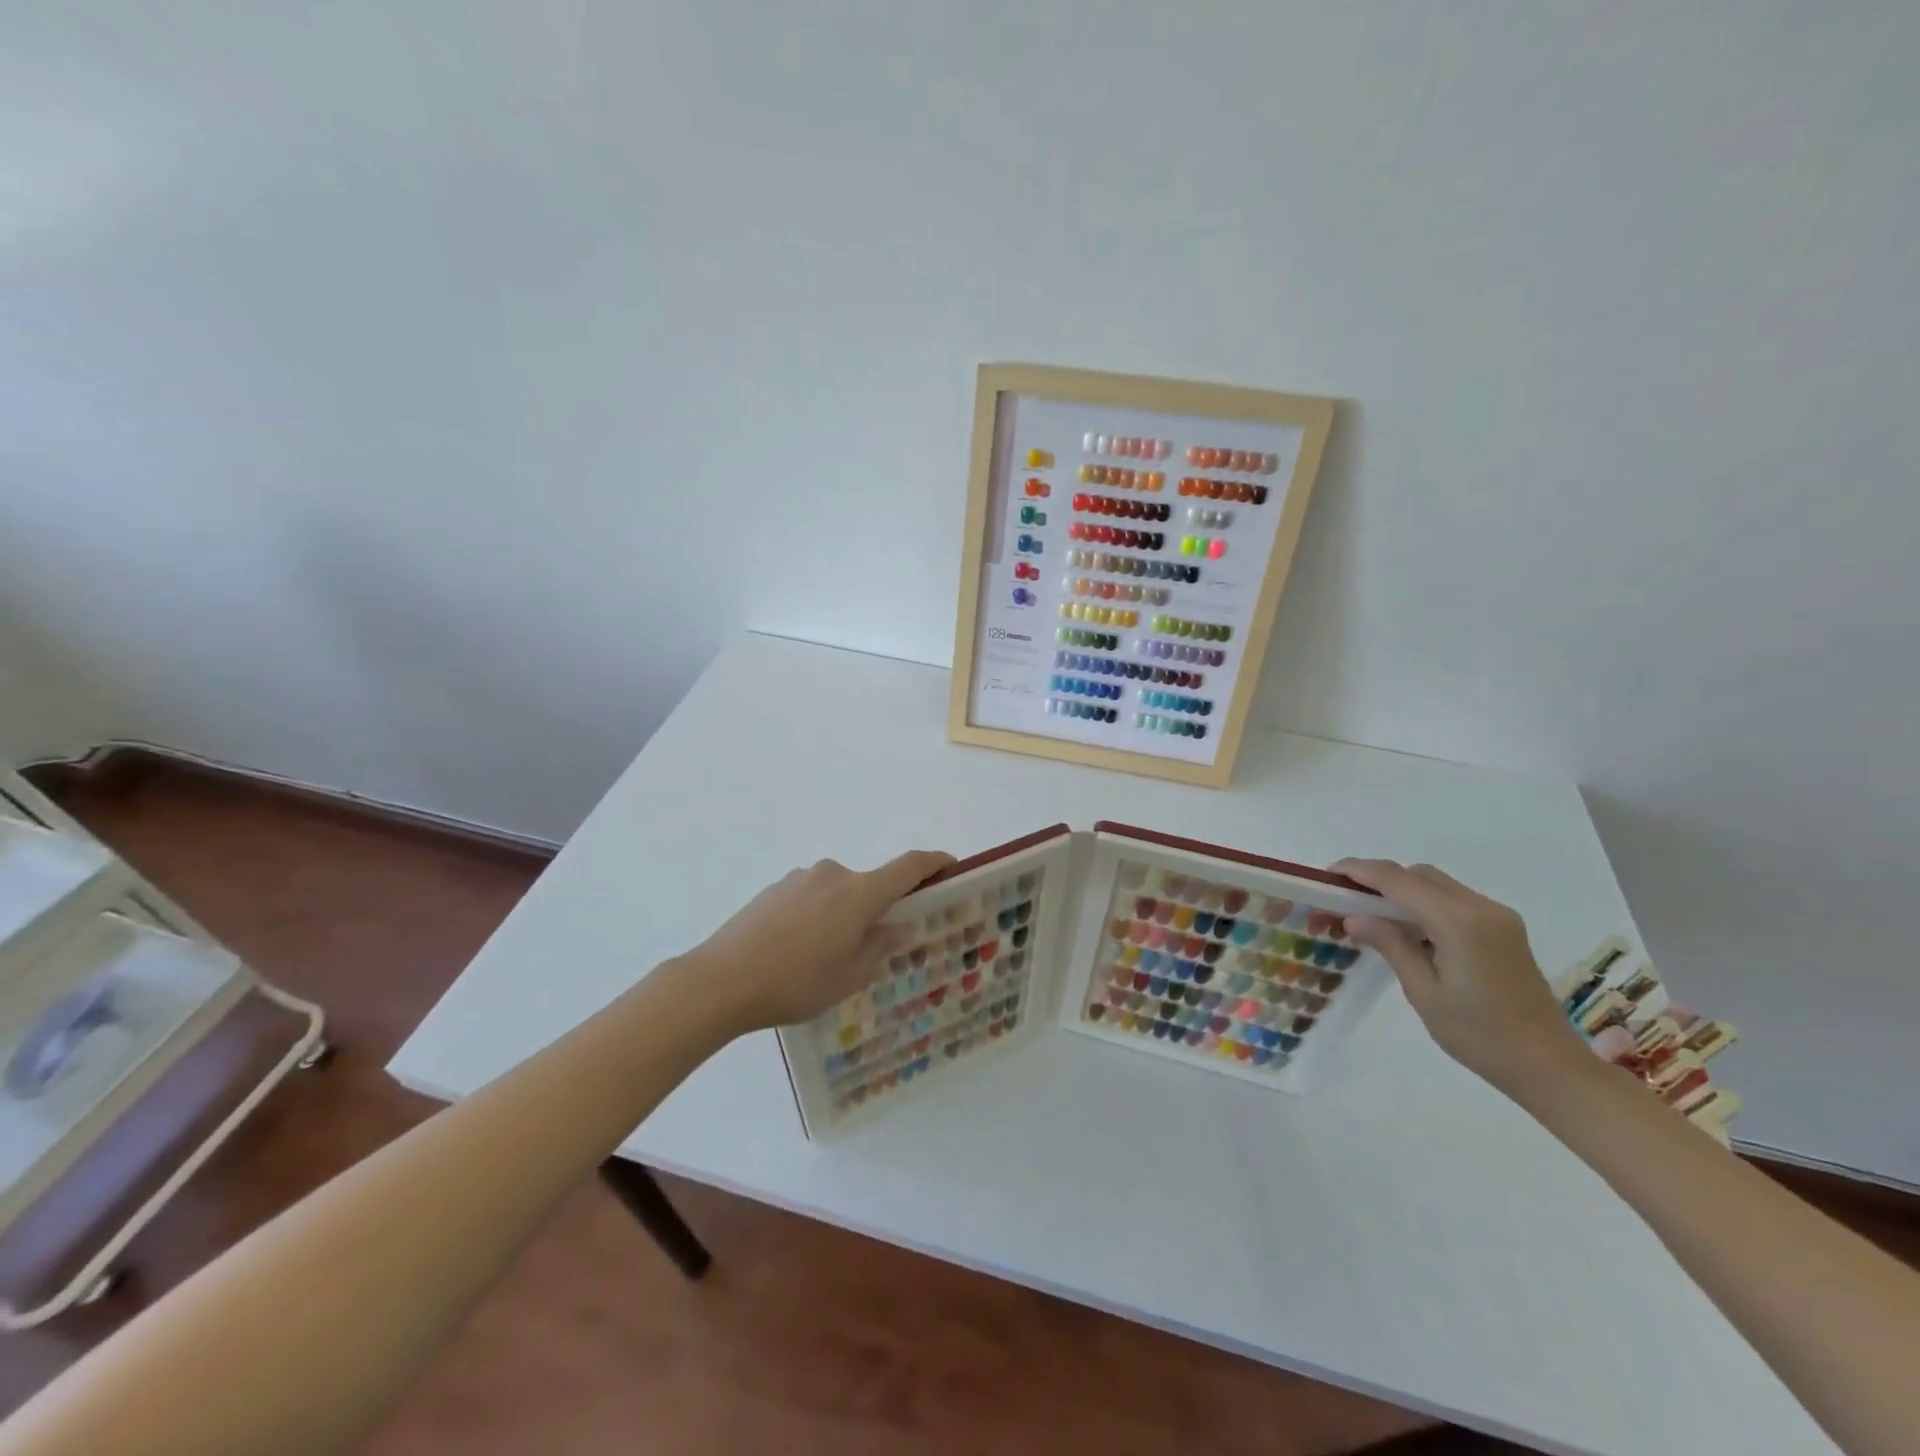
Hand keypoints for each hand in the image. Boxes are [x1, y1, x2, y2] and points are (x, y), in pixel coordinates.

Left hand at [680, 850, 953, 1031]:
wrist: (722, 980)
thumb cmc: (797, 982)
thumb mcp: (849, 976)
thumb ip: (880, 946)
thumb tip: (900, 925)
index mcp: (860, 893)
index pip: (909, 866)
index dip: (933, 863)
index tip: (950, 866)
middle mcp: (833, 875)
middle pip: (869, 884)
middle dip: (876, 909)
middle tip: (871, 946)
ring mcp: (800, 878)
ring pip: (836, 893)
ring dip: (842, 914)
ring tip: (824, 957)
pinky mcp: (774, 888)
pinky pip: (810, 897)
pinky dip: (815, 915)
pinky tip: (796, 950)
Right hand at [1334, 859, 1588, 1097]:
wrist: (1552, 1068)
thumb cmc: (1481, 1037)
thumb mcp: (1424, 993)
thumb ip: (1390, 946)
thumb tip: (1354, 917)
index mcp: (1459, 922)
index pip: (1398, 880)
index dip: (1358, 871)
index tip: (1326, 875)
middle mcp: (1481, 908)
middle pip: (1418, 875)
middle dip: (1378, 878)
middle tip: (1343, 898)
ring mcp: (1498, 917)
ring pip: (1437, 885)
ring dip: (1401, 890)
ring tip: (1370, 914)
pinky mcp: (1504, 930)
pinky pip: (1454, 901)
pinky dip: (1424, 903)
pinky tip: (1407, 929)